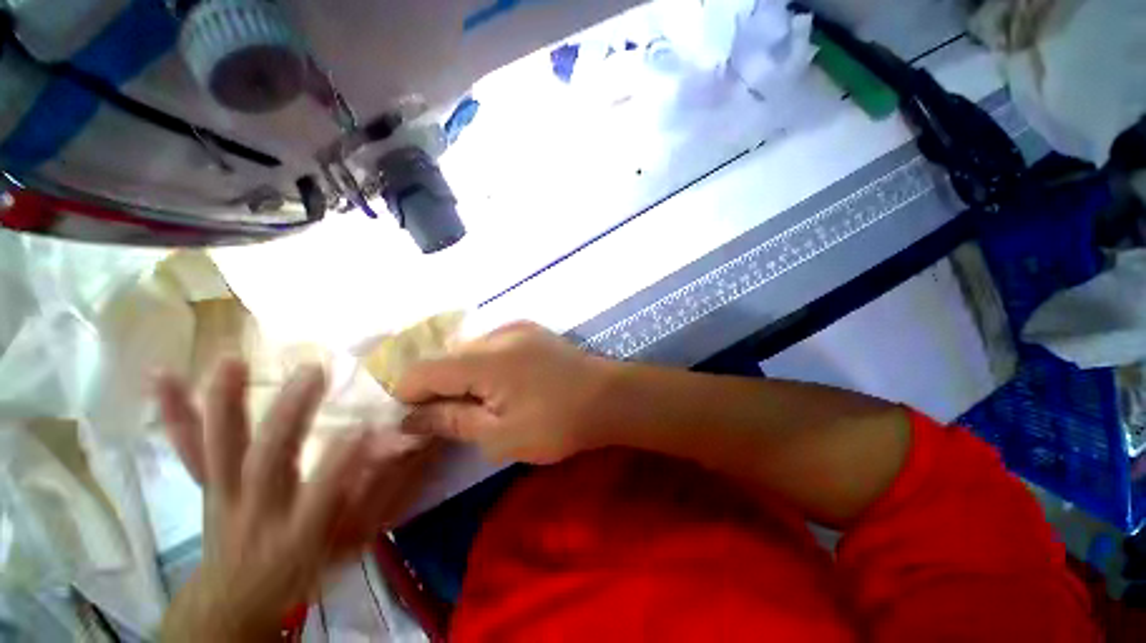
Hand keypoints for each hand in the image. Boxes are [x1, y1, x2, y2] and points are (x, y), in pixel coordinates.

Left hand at [154, 359, 435, 640]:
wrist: (234, 599)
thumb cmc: (304, 569)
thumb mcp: (350, 543)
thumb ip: (378, 494)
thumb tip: (405, 447)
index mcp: (300, 533)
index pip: (323, 494)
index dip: (342, 460)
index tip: (366, 424)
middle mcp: (257, 513)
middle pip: (268, 463)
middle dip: (289, 416)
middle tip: (312, 372)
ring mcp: (225, 497)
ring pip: (220, 450)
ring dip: (223, 405)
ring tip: (232, 361)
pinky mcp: (206, 486)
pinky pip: (188, 449)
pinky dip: (175, 414)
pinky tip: (163, 376)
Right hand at [394, 322, 615, 463]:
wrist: (610, 398)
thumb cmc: (557, 423)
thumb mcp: (500, 435)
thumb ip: (452, 420)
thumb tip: (412, 417)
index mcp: (483, 359)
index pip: (422, 370)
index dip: (408, 396)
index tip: (415, 421)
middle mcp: (496, 334)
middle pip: (446, 357)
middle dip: (438, 387)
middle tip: (450, 418)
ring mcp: (517, 328)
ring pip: (470, 350)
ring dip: (464, 375)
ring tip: (480, 403)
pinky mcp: (532, 331)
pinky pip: (493, 345)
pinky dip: (485, 365)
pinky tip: (502, 385)